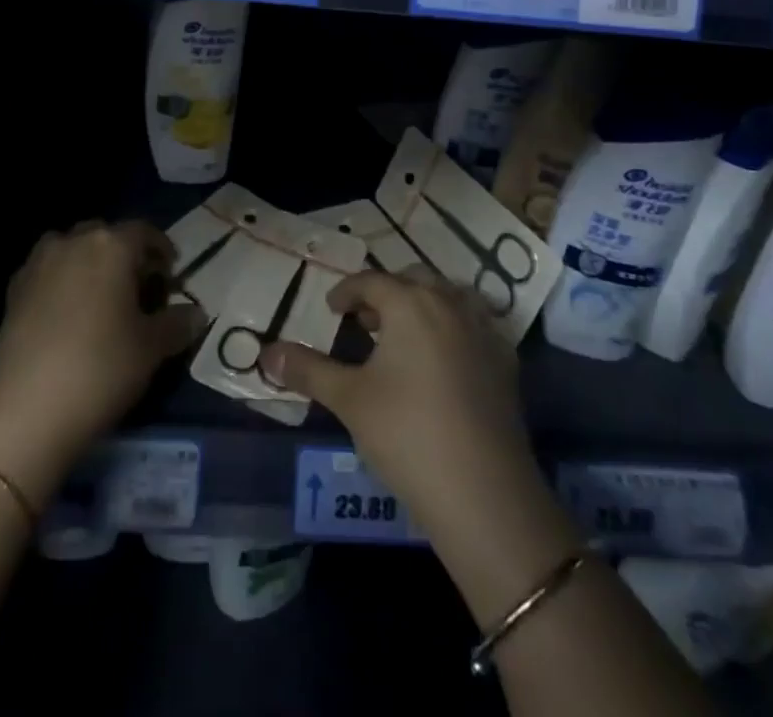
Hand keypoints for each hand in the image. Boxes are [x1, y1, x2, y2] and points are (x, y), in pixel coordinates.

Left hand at [0, 221, 202, 510]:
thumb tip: (197, 314)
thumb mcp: (152, 348)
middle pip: (106, 236)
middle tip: (138, 289)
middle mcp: (73, 242)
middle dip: (124, 256)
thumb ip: (178, 324)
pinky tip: (68, 318)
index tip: (170, 274)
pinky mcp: (13, 290)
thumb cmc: (101, 368)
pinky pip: (47, 273)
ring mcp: (38, 263)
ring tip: (101, 301)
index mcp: (112, 245)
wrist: (25, 410)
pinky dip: (62, 284)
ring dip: (89, 265)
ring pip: (72, 250)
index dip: (161, 250)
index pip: (144, 232)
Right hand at [260, 270, 577, 622]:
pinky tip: (443, 360)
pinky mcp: (506, 363)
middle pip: (414, 279)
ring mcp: (484, 332)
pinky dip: (454, 327)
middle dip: (387, 292)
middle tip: (365, 319)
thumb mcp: (349, 400)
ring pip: (449, 296)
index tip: (332, 308)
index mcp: (411, 303)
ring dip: (424, 304)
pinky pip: (476, 325)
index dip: (347, 291)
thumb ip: (308, 370)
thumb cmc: (407, 435)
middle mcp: (450, 304)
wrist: (484, 493)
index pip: (372, 281)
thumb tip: (266, 352)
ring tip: (403, 335)